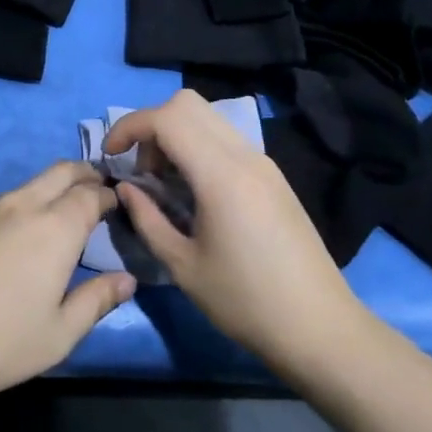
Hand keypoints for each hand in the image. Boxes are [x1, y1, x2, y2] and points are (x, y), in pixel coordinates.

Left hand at [0, 161, 136, 411]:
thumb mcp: (57, 335)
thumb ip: (96, 301)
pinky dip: (9, 213)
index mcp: (54, 229)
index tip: (115, 204)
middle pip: (60, 171)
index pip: (91, 194)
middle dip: (83, 175)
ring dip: (44, 195)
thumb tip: (126, 279)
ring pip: (23, 188)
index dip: (108, 195)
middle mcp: (19, 205)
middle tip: (93, 191)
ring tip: (46, 225)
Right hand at [106, 90, 363, 373]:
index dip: (129, 126)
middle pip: (187, 104)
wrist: (320, 328)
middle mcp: (244, 156)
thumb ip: (147, 219)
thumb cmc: (246, 302)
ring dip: (175, 135)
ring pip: (208, 118)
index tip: (111, 156)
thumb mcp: (183, 266)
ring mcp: (263, 163)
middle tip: (141, 170)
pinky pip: (225, 139)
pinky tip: (193, 192)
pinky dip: (198, 147)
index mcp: (221, 175)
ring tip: (164, 183)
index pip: (167, 118)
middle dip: (152, 125)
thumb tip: (126, 187)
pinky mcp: (273, 177)